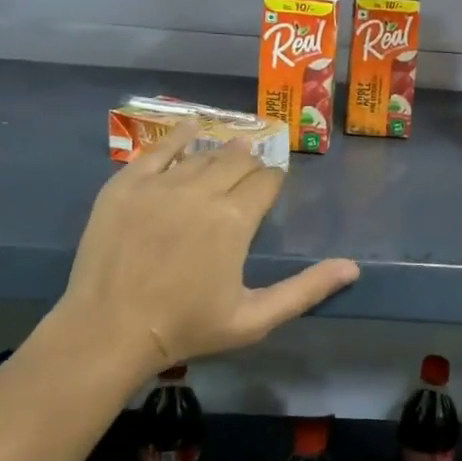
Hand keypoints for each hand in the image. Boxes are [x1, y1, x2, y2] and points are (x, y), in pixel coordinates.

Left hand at [50, 122, 359, 373]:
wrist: (108, 332)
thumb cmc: (187, 328)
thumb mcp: (254, 318)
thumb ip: (305, 290)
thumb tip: (353, 268)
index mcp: (235, 220)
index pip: (266, 180)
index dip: (273, 182)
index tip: (271, 191)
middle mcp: (201, 190)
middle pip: (237, 160)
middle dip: (250, 165)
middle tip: (248, 179)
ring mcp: (160, 184)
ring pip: (202, 154)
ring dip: (219, 155)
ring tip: (225, 158)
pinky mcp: (126, 184)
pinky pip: (159, 148)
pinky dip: (179, 136)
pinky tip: (191, 128)